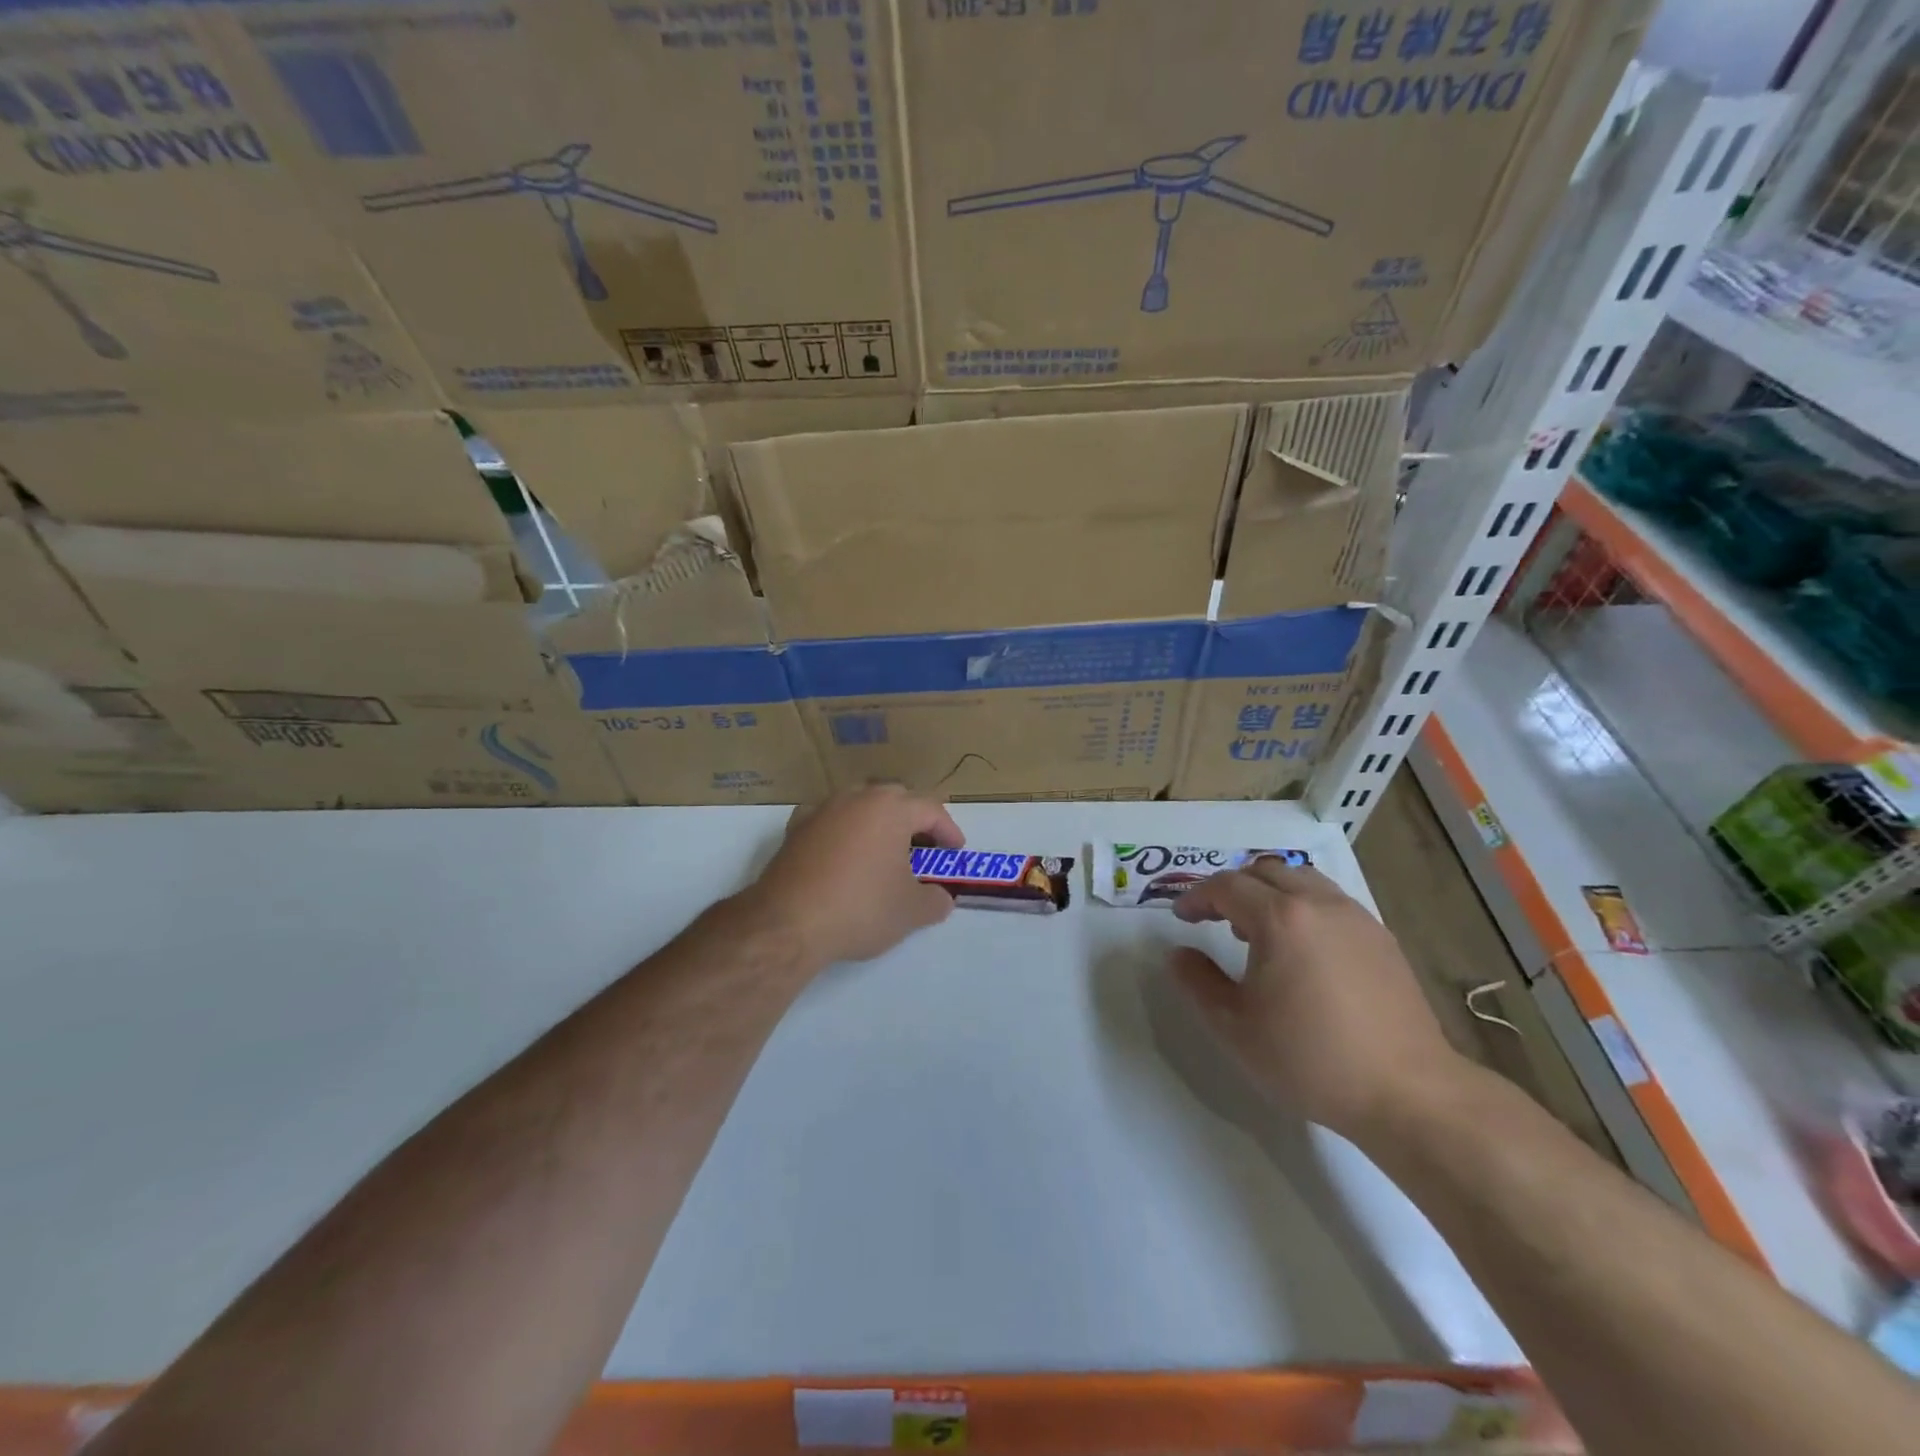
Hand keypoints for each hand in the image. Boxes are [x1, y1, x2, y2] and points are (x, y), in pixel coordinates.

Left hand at [743, 785, 964, 968]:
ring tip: (885, 853)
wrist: (787, 923)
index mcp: (890, 808)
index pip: (931, 809)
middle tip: (924, 848)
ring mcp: (821, 810)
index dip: (949, 830)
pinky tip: (844, 857)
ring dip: (877, 824)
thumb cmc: (860, 908)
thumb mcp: (911, 911)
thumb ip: (935, 900)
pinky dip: (843, 833)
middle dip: (913, 820)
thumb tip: (941, 898)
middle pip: (894, 799)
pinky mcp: (794, 829)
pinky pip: (830, 822)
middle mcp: (855, 798)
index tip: (955, 852)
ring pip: (859, 806)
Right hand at [1170, 858, 1470, 1142]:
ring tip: (1258, 929)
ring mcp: (1356, 918)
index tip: (1181, 918)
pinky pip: (1330, 901)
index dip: (1197, 897)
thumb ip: (1198, 982)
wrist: (1407, 1092)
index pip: (1226, 886)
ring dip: (1270, 891)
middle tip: (1214, 917)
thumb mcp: (1234, 1026)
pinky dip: (1303, 906)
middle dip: (1232, 887)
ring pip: (1302, 879)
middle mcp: (1318, 904)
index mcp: (1279, 918)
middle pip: (1264, 871)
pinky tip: (1302, 949)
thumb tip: (1178, 954)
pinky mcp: (1381, 938)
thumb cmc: (1309, 1059)